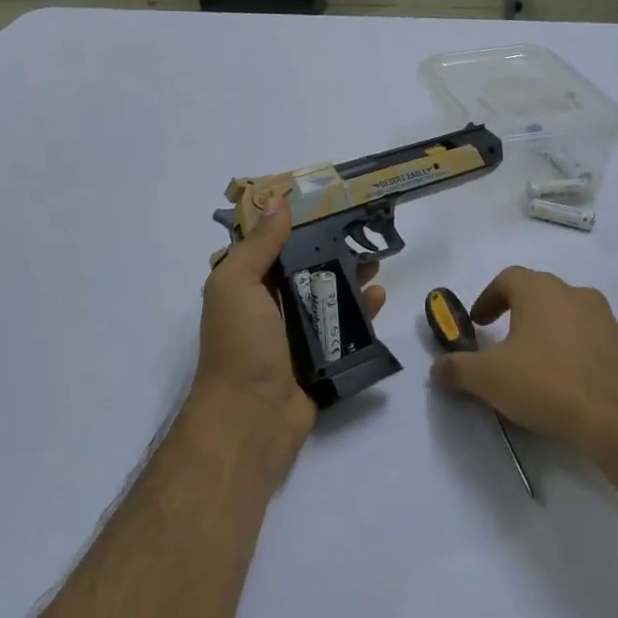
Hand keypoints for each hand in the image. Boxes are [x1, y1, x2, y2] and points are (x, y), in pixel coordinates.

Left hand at [194, 194, 384, 455]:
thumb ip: (259, 244)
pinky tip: (379, 299)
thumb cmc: (241, 343)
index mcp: (246, 287)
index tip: (330, 205)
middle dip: (333, 253)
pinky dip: (362, 315)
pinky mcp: (320, 361)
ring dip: (352, 281)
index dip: (299, 226)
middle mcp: (269, 309)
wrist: (252, 416)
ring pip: (328, 300)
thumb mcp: (238, 283)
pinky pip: (344, 332)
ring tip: (377, 265)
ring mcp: (295, 337)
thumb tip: (277, 200)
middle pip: (306, 271)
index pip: (273, 246)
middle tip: (364, 237)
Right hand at [430, 267, 617, 459]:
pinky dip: (568, 353)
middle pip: (538, 295)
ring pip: (564, 317)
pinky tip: (561, 384)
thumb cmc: (547, 383)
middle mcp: (575, 294)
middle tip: (500, 344)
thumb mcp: (488, 378)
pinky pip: (586, 341)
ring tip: (530, 368)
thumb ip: (456, 369)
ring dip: (543, 334)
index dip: (487, 298)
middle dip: (515, 315)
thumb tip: (438, 368)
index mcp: (541, 290)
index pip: (508, 278)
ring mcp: (604, 319)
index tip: (477, 324)